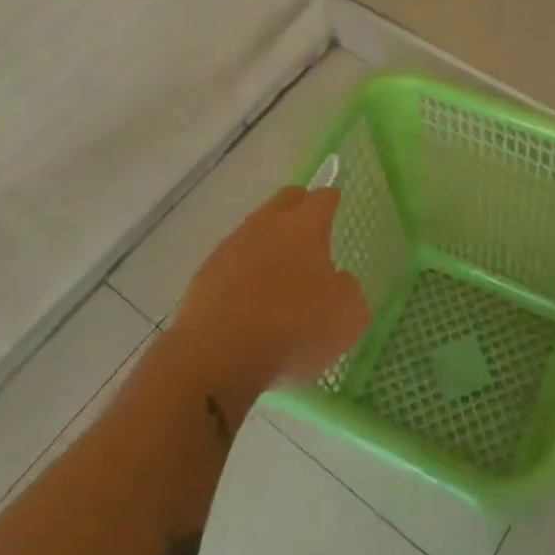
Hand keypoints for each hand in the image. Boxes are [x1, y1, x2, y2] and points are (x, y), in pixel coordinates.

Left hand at [169, 186, 369, 393]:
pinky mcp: (205, 274)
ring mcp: (232, 246)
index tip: (336, 201)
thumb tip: (338, 281)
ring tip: (279, 266)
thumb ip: (348, 290)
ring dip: (269, 239)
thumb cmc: (293, 327)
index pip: (323, 198)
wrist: (218, 356)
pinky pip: (232, 260)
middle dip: (300, 206)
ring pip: (255, 228)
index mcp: (305, 225)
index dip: (332, 199)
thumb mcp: (347, 316)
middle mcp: (267, 225)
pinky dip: (244, 269)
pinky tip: (249, 294)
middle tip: (310, 224)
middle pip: (286, 200)